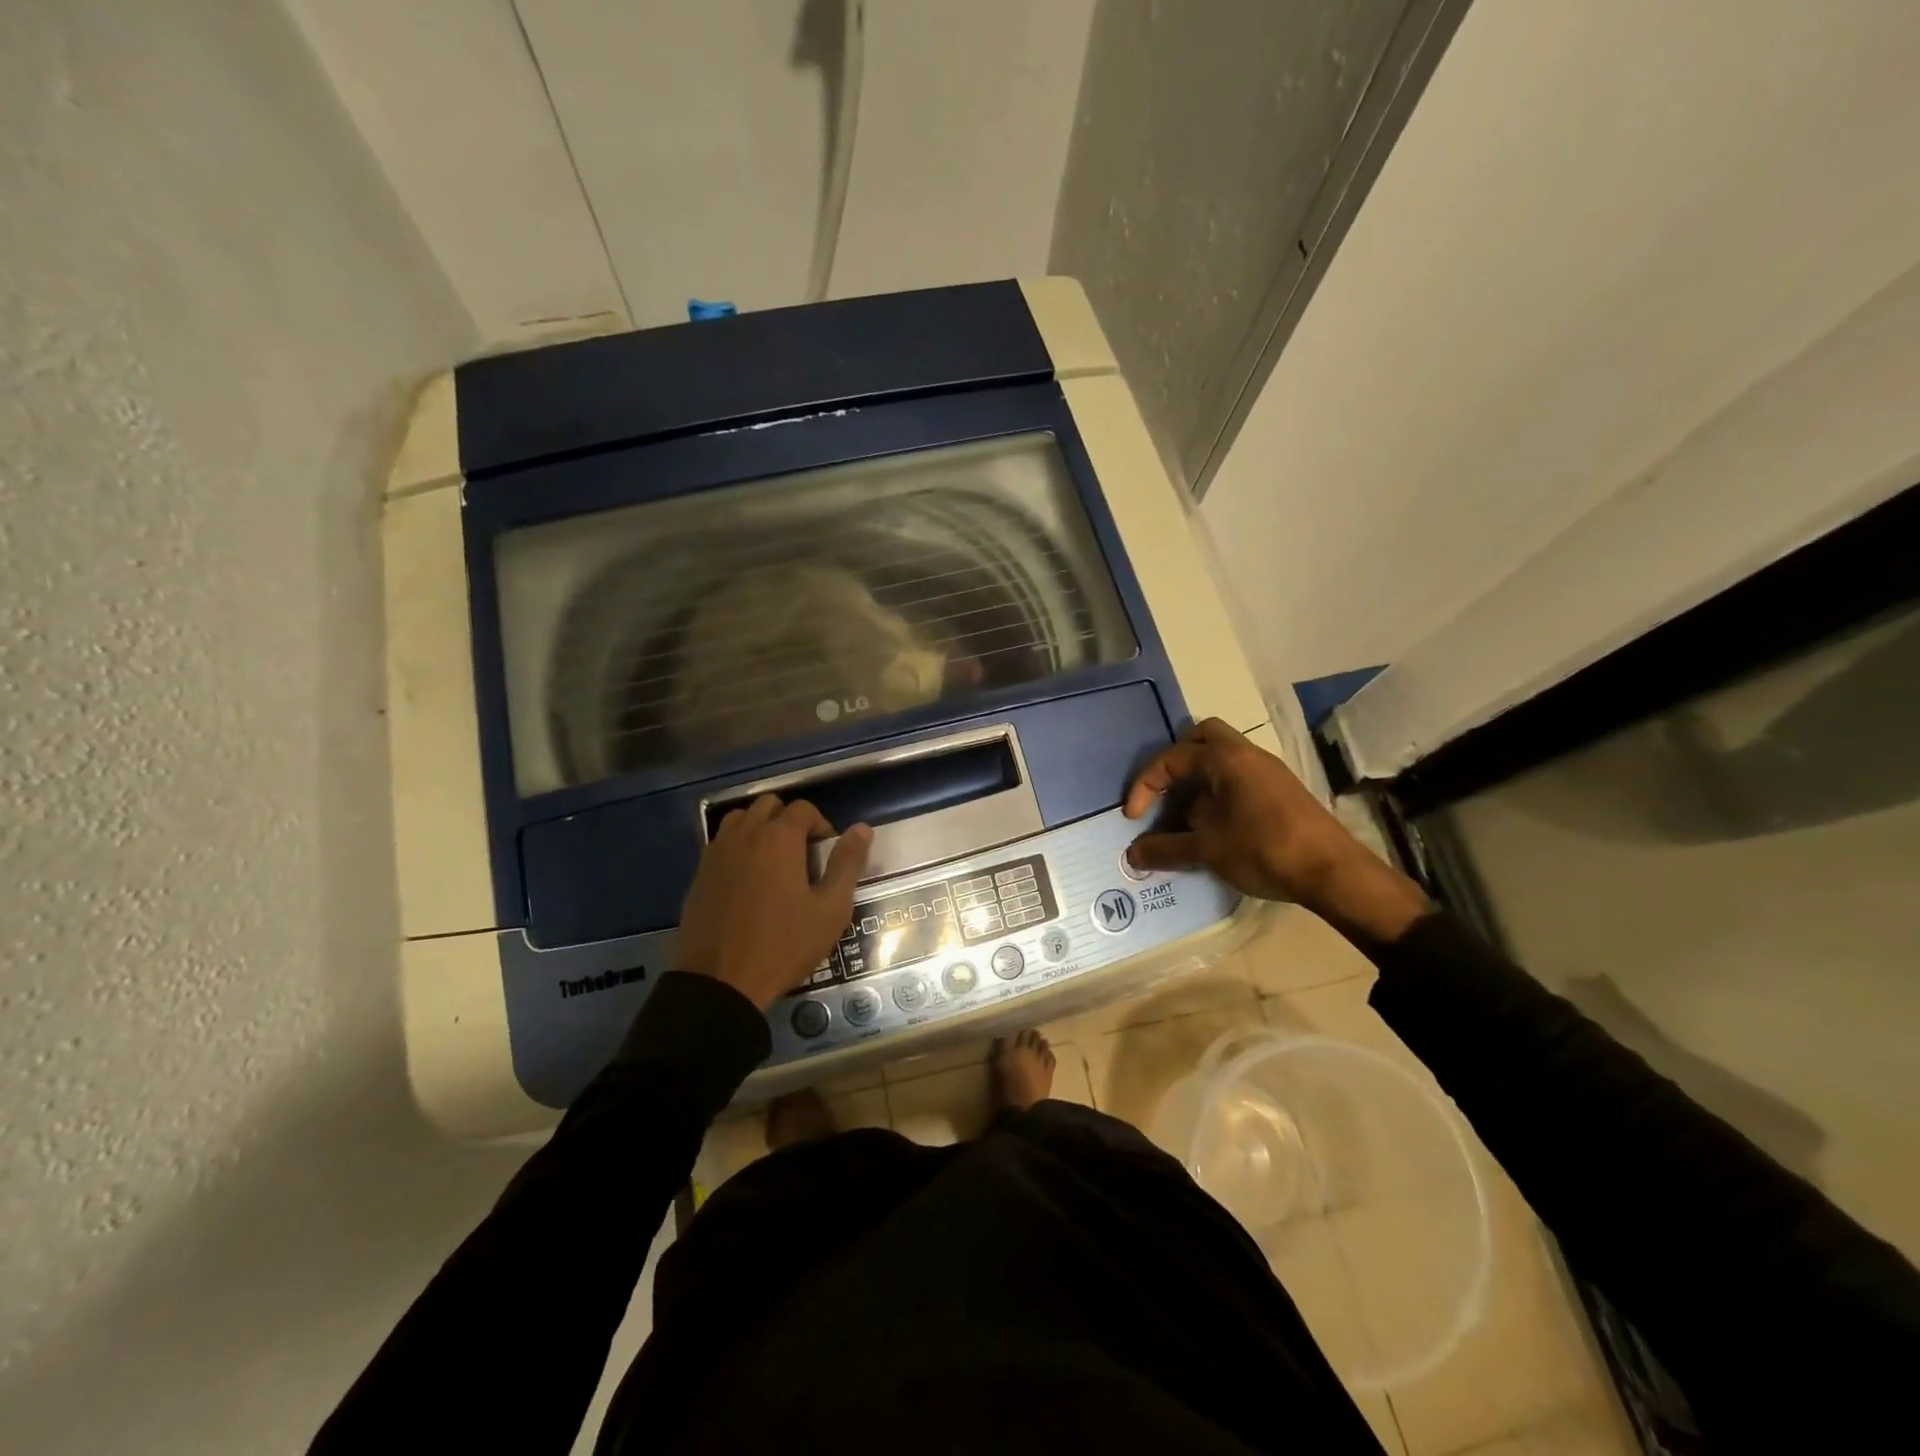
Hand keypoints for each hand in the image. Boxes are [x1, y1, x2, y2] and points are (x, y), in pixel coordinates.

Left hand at [677, 796, 872, 1010]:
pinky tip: (748, 879)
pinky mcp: (699, 873)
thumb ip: (847, 863)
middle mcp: (745, 834)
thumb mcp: (830, 909)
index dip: (821, 824)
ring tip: (773, 860)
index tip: (827, 851)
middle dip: (789, 820)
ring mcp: (717, 852)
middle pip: (769, 805)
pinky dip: (738, 847)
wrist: (720, 982)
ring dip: (760, 828)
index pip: (803, 809)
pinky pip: (721, 843)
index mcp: (779, 838)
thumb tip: (862, 828)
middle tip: (803, 852)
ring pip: (740, 819)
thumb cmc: (784, 944)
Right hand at [1123, 719, 1428, 941]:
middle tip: (1165, 791)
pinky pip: (1239, 776)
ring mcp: (1268, 771)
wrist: (1332, 872)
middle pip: (1203, 737)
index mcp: (1226, 759)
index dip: (1145, 785)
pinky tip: (1216, 825)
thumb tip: (1132, 855)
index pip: (1172, 758)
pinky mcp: (1282, 790)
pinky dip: (1219, 790)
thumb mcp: (1207, 851)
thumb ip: (1165, 848)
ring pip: (1224, 757)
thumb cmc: (1263, 850)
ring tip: (1186, 815)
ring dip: (1199, 778)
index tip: (1133, 818)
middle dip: (1176, 761)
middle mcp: (1247, 754)